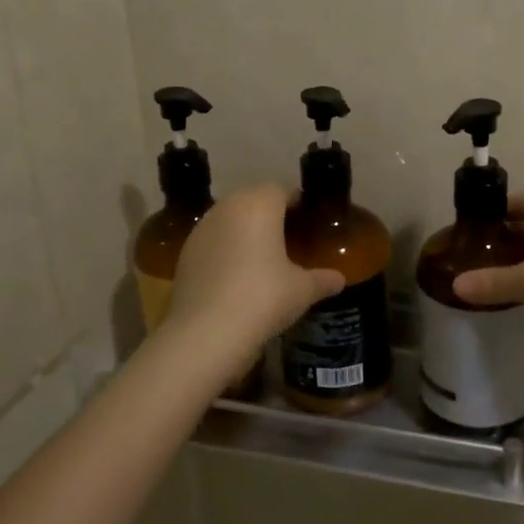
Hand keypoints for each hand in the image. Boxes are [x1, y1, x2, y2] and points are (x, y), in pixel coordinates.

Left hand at [166, 184, 344, 351]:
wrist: (205, 334)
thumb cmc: (263, 298)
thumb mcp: (302, 290)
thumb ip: (323, 279)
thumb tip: (339, 279)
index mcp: (259, 205)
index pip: (282, 190)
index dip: (297, 202)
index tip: (309, 219)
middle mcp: (228, 208)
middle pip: (253, 200)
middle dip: (271, 214)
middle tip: (290, 237)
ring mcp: (201, 230)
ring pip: (230, 219)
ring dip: (246, 230)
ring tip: (263, 257)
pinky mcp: (185, 254)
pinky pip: (213, 241)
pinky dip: (226, 249)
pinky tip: (237, 275)